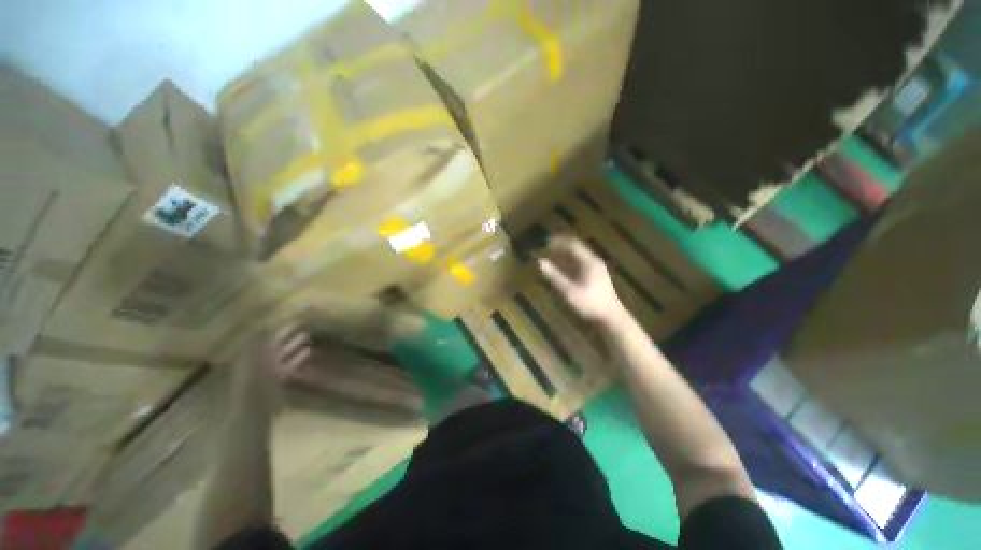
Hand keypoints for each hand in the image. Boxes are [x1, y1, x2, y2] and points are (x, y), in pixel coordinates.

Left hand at [234, 324, 310, 400]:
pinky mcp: (280, 380)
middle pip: (274, 345)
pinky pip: (289, 366)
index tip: (287, 319)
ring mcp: (270, 371)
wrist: (255, 409)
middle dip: (286, 335)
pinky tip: (308, 352)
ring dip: (294, 346)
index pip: (263, 339)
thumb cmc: (254, 382)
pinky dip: (298, 359)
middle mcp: (259, 362)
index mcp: (251, 356)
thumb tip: (266, 324)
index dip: (274, 329)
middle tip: (301, 324)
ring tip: (307, 336)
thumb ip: (259, 342)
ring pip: (283, 355)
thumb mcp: (254, 359)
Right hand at [538, 235, 624, 322]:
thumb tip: (540, 262)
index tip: (545, 242)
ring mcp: (596, 268)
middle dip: (561, 247)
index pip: (572, 245)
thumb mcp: (569, 291)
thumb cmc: (589, 303)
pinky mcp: (595, 276)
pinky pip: (580, 263)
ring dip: (564, 255)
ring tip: (551, 257)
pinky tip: (561, 268)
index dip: (558, 242)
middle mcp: (593, 261)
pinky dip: (569, 263)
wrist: (610, 317)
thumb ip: (554, 275)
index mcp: (589, 262)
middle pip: (576, 248)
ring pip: (578, 256)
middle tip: (547, 248)